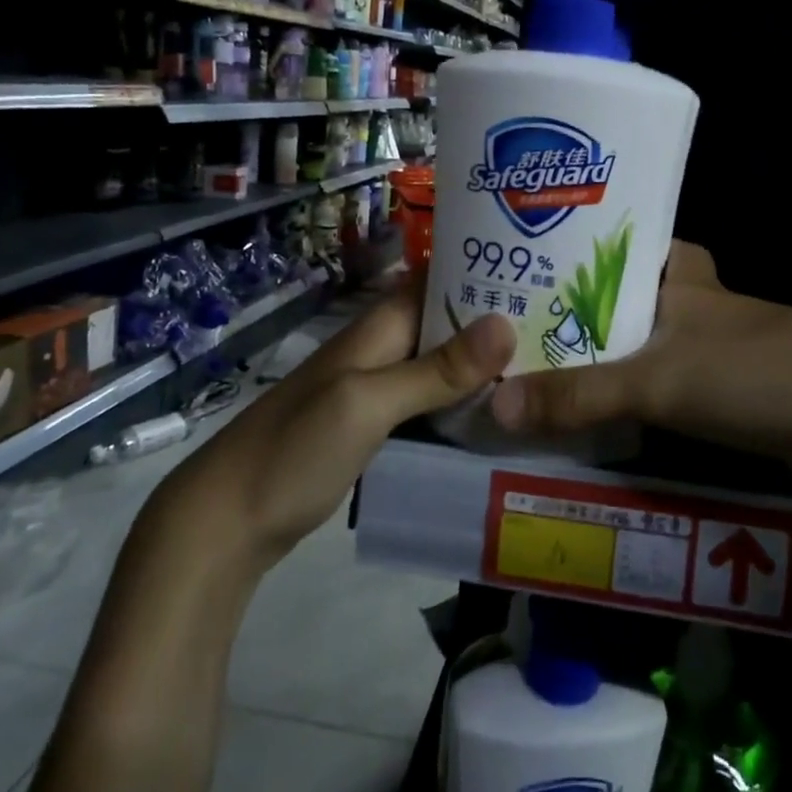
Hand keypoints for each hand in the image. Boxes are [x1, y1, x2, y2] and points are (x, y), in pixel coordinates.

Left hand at [168, 281, 514, 568]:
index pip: (440, 280)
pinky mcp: (378, 428)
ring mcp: (379, 391)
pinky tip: (501, 415)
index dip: (486, 270)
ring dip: (485, 365)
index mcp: (379, 329)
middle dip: (497, 320)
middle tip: (563, 326)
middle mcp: (383, 350)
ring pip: (443, 365)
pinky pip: (431, 403)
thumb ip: (436, 369)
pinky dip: (464, 402)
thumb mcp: (368, 404)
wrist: (228, 521)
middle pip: (448, 323)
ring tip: (548, 365)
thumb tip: (507, 323)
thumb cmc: (295, 450)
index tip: (544, 273)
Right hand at [490, 242, 791, 483]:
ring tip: (543, 378)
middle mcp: (699, 304)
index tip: (525, 272)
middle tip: (518, 337)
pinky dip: (638, 398)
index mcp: (680, 277)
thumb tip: (492, 406)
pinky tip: (606, 420)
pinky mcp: (740, 389)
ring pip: (647, 344)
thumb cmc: (760, 372)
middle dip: (579, 317)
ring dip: (605, 360)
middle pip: (626, 300)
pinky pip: (670, 385)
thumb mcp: (658, 380)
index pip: (621, 246)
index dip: (576, 255)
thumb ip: (579, 394)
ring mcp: (722, 347)